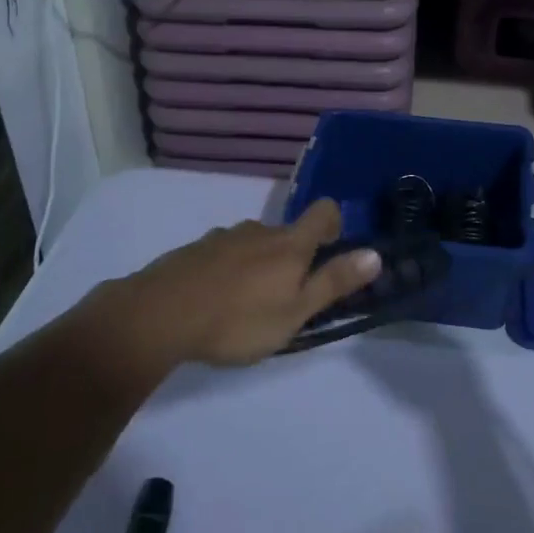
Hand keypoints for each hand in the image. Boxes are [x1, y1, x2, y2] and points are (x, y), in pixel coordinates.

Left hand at [101, 200, 380, 366]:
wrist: (158, 316)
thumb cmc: (238, 320)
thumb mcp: (294, 312)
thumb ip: (334, 283)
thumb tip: (375, 254)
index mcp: (289, 244)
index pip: (323, 212)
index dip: (334, 223)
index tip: (332, 249)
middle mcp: (259, 230)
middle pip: (287, 233)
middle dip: (293, 257)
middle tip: (286, 297)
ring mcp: (223, 237)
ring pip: (253, 244)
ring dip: (258, 264)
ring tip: (247, 303)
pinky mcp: (194, 250)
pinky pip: (223, 254)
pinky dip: (228, 271)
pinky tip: (215, 300)